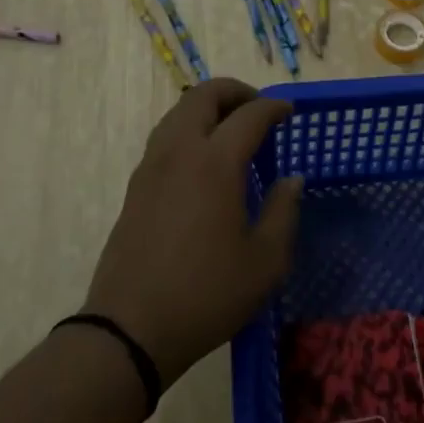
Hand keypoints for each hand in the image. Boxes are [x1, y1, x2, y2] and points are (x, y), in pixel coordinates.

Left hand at [86, 78, 303, 390]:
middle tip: (258, 109)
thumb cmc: (207, 294)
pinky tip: (204, 161)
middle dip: (235, 92)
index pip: (249, 115)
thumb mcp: (265, 261)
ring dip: (207, 108)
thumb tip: (292, 180)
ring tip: (232, 130)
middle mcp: (179, 152)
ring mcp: (151, 167)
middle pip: (203, 96)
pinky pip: (165, 137)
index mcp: (215, 163)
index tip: (290, 112)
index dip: (274, 107)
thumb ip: (284, 212)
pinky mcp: (135, 187)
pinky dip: (189, 130)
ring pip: (178, 113)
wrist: (131, 330)